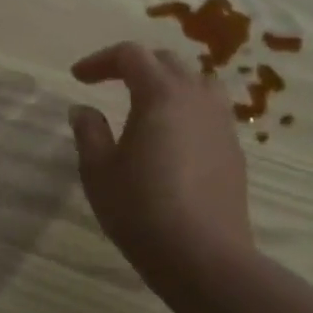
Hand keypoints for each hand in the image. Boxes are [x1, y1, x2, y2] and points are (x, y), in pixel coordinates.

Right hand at [68, 42, 252, 288]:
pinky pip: (210, 112)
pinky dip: (187, 109)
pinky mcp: (234, 150)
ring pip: (197, 83)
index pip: (130, 56)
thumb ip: (89, 132)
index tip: (78, 78)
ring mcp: (222, 123)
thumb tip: (83, 109)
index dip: (101, 60)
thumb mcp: (99, 171)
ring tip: (148, 104)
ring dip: (168, 83)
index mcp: (160, 94)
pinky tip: (173, 137)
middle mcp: (196, 98)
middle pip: (166, 62)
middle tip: (108, 83)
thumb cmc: (141, 209)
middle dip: (134, 66)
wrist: (204, 257)